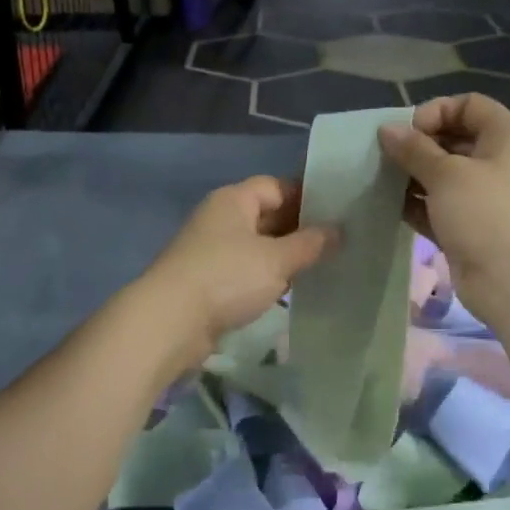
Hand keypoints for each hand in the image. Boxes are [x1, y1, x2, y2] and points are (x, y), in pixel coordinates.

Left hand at [143, 177, 334, 363]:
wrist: (170, 322)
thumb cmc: (226, 277)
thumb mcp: (276, 259)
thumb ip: (310, 243)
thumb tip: (338, 230)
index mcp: (233, 200)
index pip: (277, 186)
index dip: (307, 196)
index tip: (339, 213)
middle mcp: (220, 218)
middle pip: (267, 215)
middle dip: (300, 228)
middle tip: (339, 243)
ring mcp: (212, 250)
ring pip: (257, 245)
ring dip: (284, 256)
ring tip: (322, 266)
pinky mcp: (209, 281)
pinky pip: (246, 270)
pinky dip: (267, 277)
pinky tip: (291, 290)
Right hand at [378, 95, 509, 333]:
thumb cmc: (487, 214)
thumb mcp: (446, 174)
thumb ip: (414, 149)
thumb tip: (387, 129)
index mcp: (508, 136)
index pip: (468, 105)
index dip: (435, 112)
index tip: (407, 133)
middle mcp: (501, 161)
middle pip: (455, 138)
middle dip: (418, 146)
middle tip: (386, 157)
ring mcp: (488, 197)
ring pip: (445, 175)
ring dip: (414, 176)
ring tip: (381, 180)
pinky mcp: (473, 227)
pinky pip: (441, 205)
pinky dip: (419, 203)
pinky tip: (390, 206)